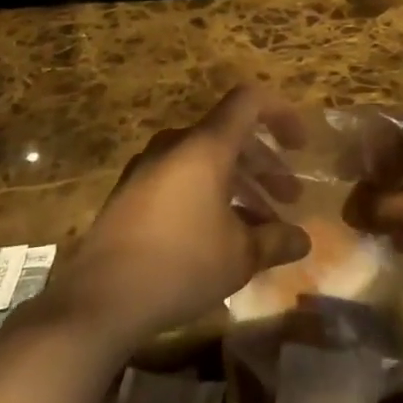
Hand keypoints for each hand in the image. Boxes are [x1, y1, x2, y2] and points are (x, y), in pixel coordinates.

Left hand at [45, 85, 312, 348]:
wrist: (99, 300)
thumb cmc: (180, 265)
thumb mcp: (240, 257)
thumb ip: (276, 240)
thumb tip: (303, 239)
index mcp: (205, 146)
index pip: (249, 102)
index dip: (281, 114)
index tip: (300, 145)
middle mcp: (176, 145)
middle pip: (230, 135)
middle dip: (265, 164)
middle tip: (290, 197)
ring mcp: (148, 167)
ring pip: (206, 160)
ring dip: (239, 184)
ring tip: (262, 224)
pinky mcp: (130, 193)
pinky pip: (181, 178)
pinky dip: (209, 194)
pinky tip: (220, 235)